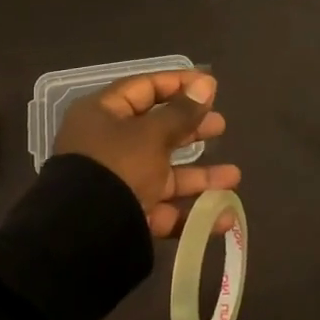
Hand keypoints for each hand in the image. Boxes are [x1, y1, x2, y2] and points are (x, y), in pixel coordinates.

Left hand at [55, 71, 241, 237]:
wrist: (85, 235)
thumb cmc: (118, 167)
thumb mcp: (152, 134)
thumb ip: (182, 112)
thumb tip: (206, 84)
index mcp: (103, 115)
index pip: (143, 89)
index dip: (177, 84)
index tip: (210, 86)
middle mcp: (108, 146)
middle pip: (156, 131)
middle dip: (192, 129)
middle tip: (221, 126)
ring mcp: (118, 184)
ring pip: (165, 174)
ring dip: (201, 176)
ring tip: (234, 176)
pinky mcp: (127, 218)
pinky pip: (164, 209)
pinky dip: (192, 212)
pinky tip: (224, 215)